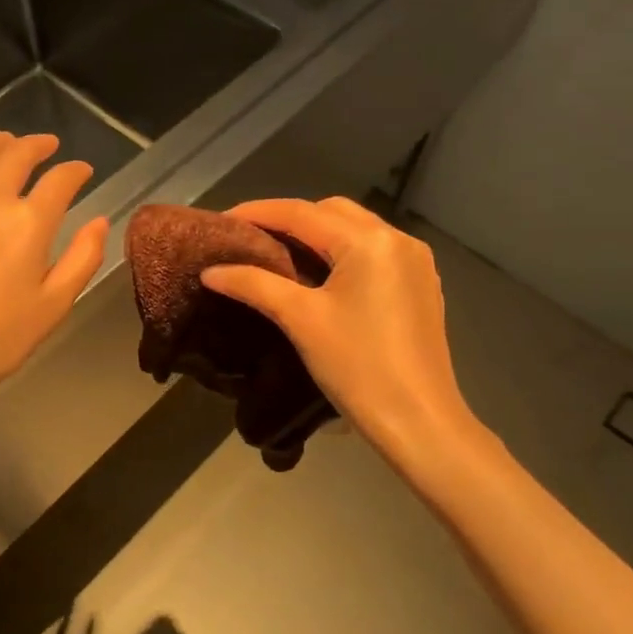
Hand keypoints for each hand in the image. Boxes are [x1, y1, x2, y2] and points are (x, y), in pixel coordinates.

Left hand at [0, 132, 107, 415]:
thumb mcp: (54, 305)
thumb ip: (83, 258)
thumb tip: (100, 222)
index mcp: (28, 223)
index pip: (59, 181)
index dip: (75, 171)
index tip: (82, 171)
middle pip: (15, 155)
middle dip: (37, 145)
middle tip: (47, 145)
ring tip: (6, 141)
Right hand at [200, 198, 472, 461]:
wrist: (418, 421)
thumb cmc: (357, 367)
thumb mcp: (301, 320)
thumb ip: (254, 285)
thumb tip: (211, 271)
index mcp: (369, 241)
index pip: (302, 213)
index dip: (258, 212)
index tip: (222, 221)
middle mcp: (397, 239)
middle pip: (332, 212)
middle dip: (290, 219)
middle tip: (251, 239)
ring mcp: (415, 261)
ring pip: (355, 230)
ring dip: (317, 235)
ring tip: (279, 254)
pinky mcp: (421, 284)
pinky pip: (373, 252)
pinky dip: (342, 253)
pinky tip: (320, 275)